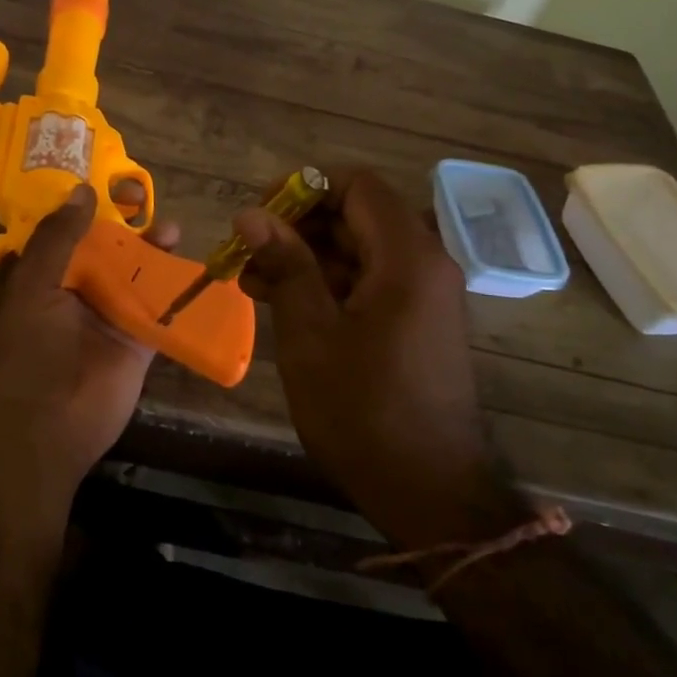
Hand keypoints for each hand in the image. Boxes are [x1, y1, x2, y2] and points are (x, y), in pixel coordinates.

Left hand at [0, 181, 177, 536]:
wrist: (44, 430)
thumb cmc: (27, 352)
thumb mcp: (33, 286)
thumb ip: (57, 239)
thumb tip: (82, 189)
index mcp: (43, 277)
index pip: (66, 232)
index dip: (87, 207)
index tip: (111, 181)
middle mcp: (75, 294)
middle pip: (106, 251)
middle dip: (127, 227)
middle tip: (148, 200)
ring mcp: (108, 320)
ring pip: (135, 277)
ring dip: (153, 254)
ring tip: (174, 230)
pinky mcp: (137, 345)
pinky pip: (160, 312)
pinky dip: (176, 293)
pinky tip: (195, 270)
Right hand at [235, 169, 525, 551]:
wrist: (429, 492)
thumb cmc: (363, 410)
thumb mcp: (311, 334)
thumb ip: (285, 264)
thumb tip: (251, 213)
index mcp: (407, 257)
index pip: (357, 185)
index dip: (305, 189)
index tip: (261, 215)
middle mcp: (425, 264)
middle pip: (357, 216)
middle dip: (298, 227)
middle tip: (247, 252)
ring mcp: (424, 295)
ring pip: (359, 251)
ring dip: (307, 259)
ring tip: (252, 281)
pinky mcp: (417, 322)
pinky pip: (370, 283)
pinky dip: (329, 285)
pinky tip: (284, 305)